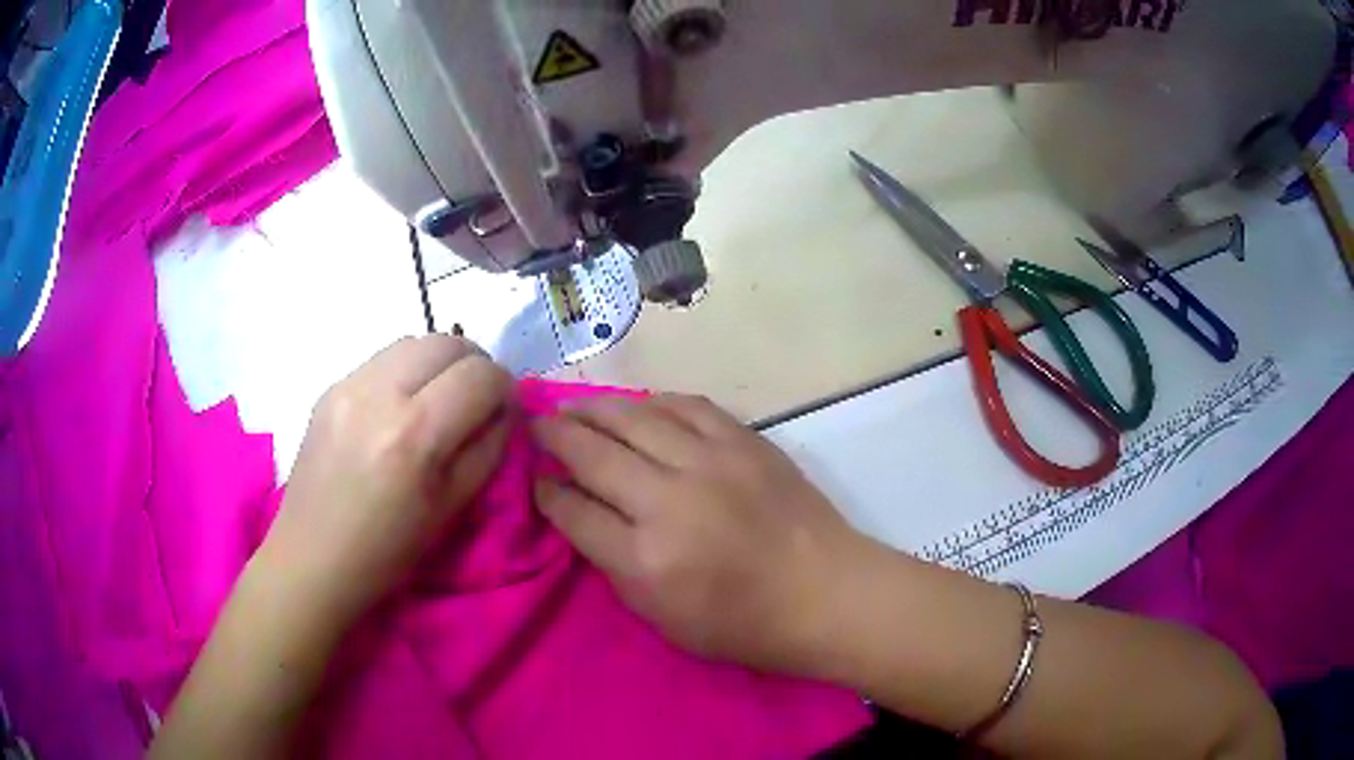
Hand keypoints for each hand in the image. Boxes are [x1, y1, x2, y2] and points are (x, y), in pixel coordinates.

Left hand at [259, 335, 512, 624]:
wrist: (313, 558)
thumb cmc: (388, 550)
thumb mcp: (453, 507)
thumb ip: (488, 448)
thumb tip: (506, 409)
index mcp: (415, 435)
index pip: (481, 376)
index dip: (504, 389)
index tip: (502, 412)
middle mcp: (380, 393)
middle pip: (448, 341)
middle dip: (474, 365)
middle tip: (475, 401)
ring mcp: (348, 384)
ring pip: (414, 342)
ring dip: (439, 364)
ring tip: (437, 402)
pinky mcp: (330, 387)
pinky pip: (382, 360)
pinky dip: (406, 373)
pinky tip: (398, 410)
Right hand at [531, 395, 863, 674]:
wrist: (825, 593)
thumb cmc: (742, 623)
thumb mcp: (661, 617)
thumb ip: (612, 562)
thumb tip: (578, 510)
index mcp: (646, 558)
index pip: (573, 512)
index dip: (546, 492)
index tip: (536, 480)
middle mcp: (670, 500)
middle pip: (593, 453)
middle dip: (554, 436)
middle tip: (535, 426)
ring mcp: (711, 462)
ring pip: (634, 417)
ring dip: (594, 409)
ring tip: (573, 408)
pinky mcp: (744, 441)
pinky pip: (686, 405)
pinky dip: (653, 402)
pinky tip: (638, 406)